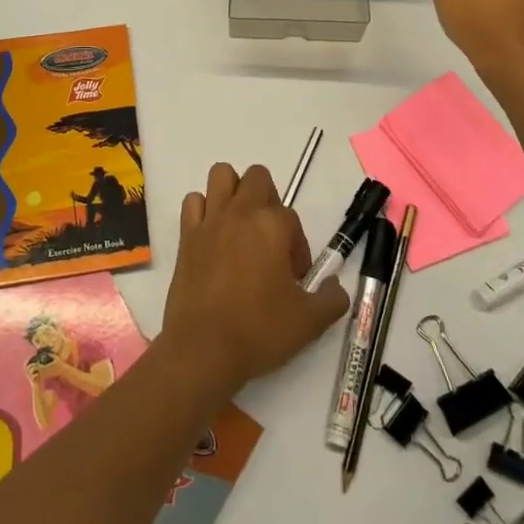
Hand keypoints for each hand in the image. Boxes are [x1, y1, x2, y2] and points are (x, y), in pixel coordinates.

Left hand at [160, 164, 348, 401]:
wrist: (203, 348)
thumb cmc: (259, 331)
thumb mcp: (309, 322)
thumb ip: (332, 299)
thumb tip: (336, 286)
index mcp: (272, 225)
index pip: (292, 218)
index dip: (297, 247)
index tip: (293, 278)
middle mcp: (241, 212)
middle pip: (258, 177)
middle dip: (269, 200)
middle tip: (270, 239)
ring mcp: (211, 220)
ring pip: (222, 175)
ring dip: (234, 191)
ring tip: (240, 226)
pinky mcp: (187, 234)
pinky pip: (194, 201)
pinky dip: (203, 209)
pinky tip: (212, 235)